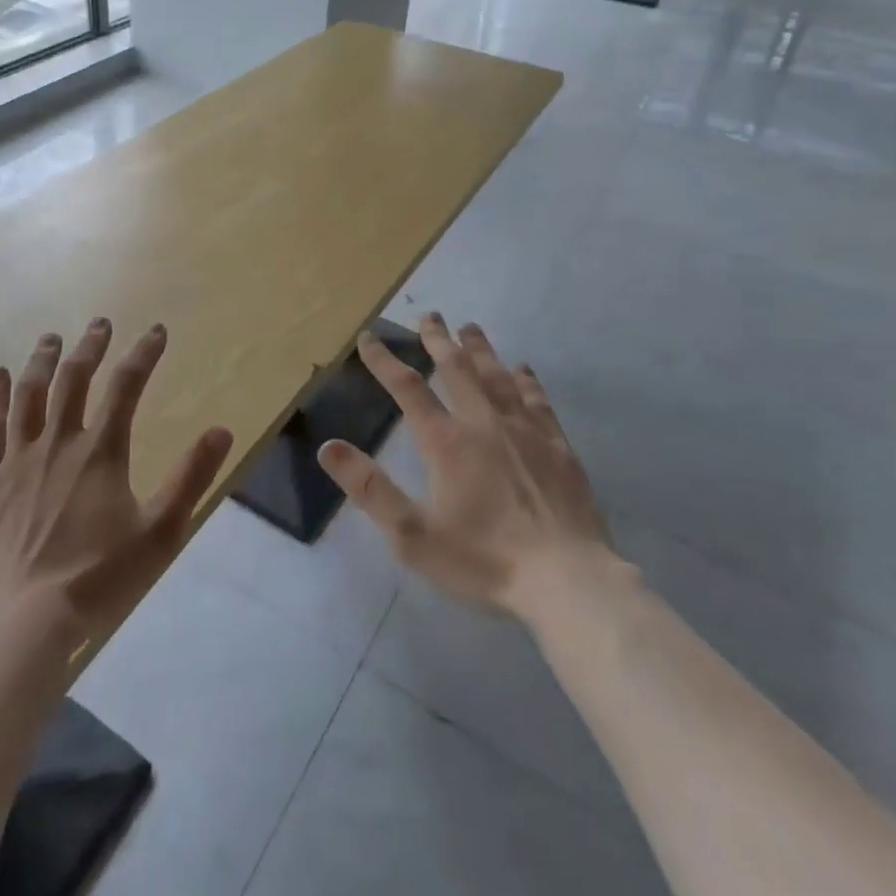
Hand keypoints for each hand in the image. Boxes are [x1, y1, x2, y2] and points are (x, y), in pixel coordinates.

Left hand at [0, 320, 232, 639]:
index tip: (156, 331)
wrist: (21, 622)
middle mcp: (57, 442)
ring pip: (29, 395)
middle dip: (90, 347)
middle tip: (100, 324)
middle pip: (74, 379)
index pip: (127, 386)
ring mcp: (15, 460)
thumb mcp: (160, 532)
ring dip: (42, 361)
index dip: (143, 354)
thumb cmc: (96, 578)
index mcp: (101, 451)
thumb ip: (190, 477)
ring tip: (51, 339)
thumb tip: (222, 430)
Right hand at [319, 314, 617, 619]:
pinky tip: (523, 369)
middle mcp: (484, 423)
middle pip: (457, 369)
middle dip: (438, 340)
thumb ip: (370, 489)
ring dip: (480, 349)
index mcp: (447, 442)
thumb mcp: (413, 535)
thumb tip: (328, 447)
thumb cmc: (484, 560)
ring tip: (469, 327)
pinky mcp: (558, 447)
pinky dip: (526, 380)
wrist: (567, 580)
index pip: (408, 389)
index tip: (368, 337)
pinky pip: (538, 400)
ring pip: (497, 377)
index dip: (384, 361)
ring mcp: (525, 432)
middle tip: (429, 315)